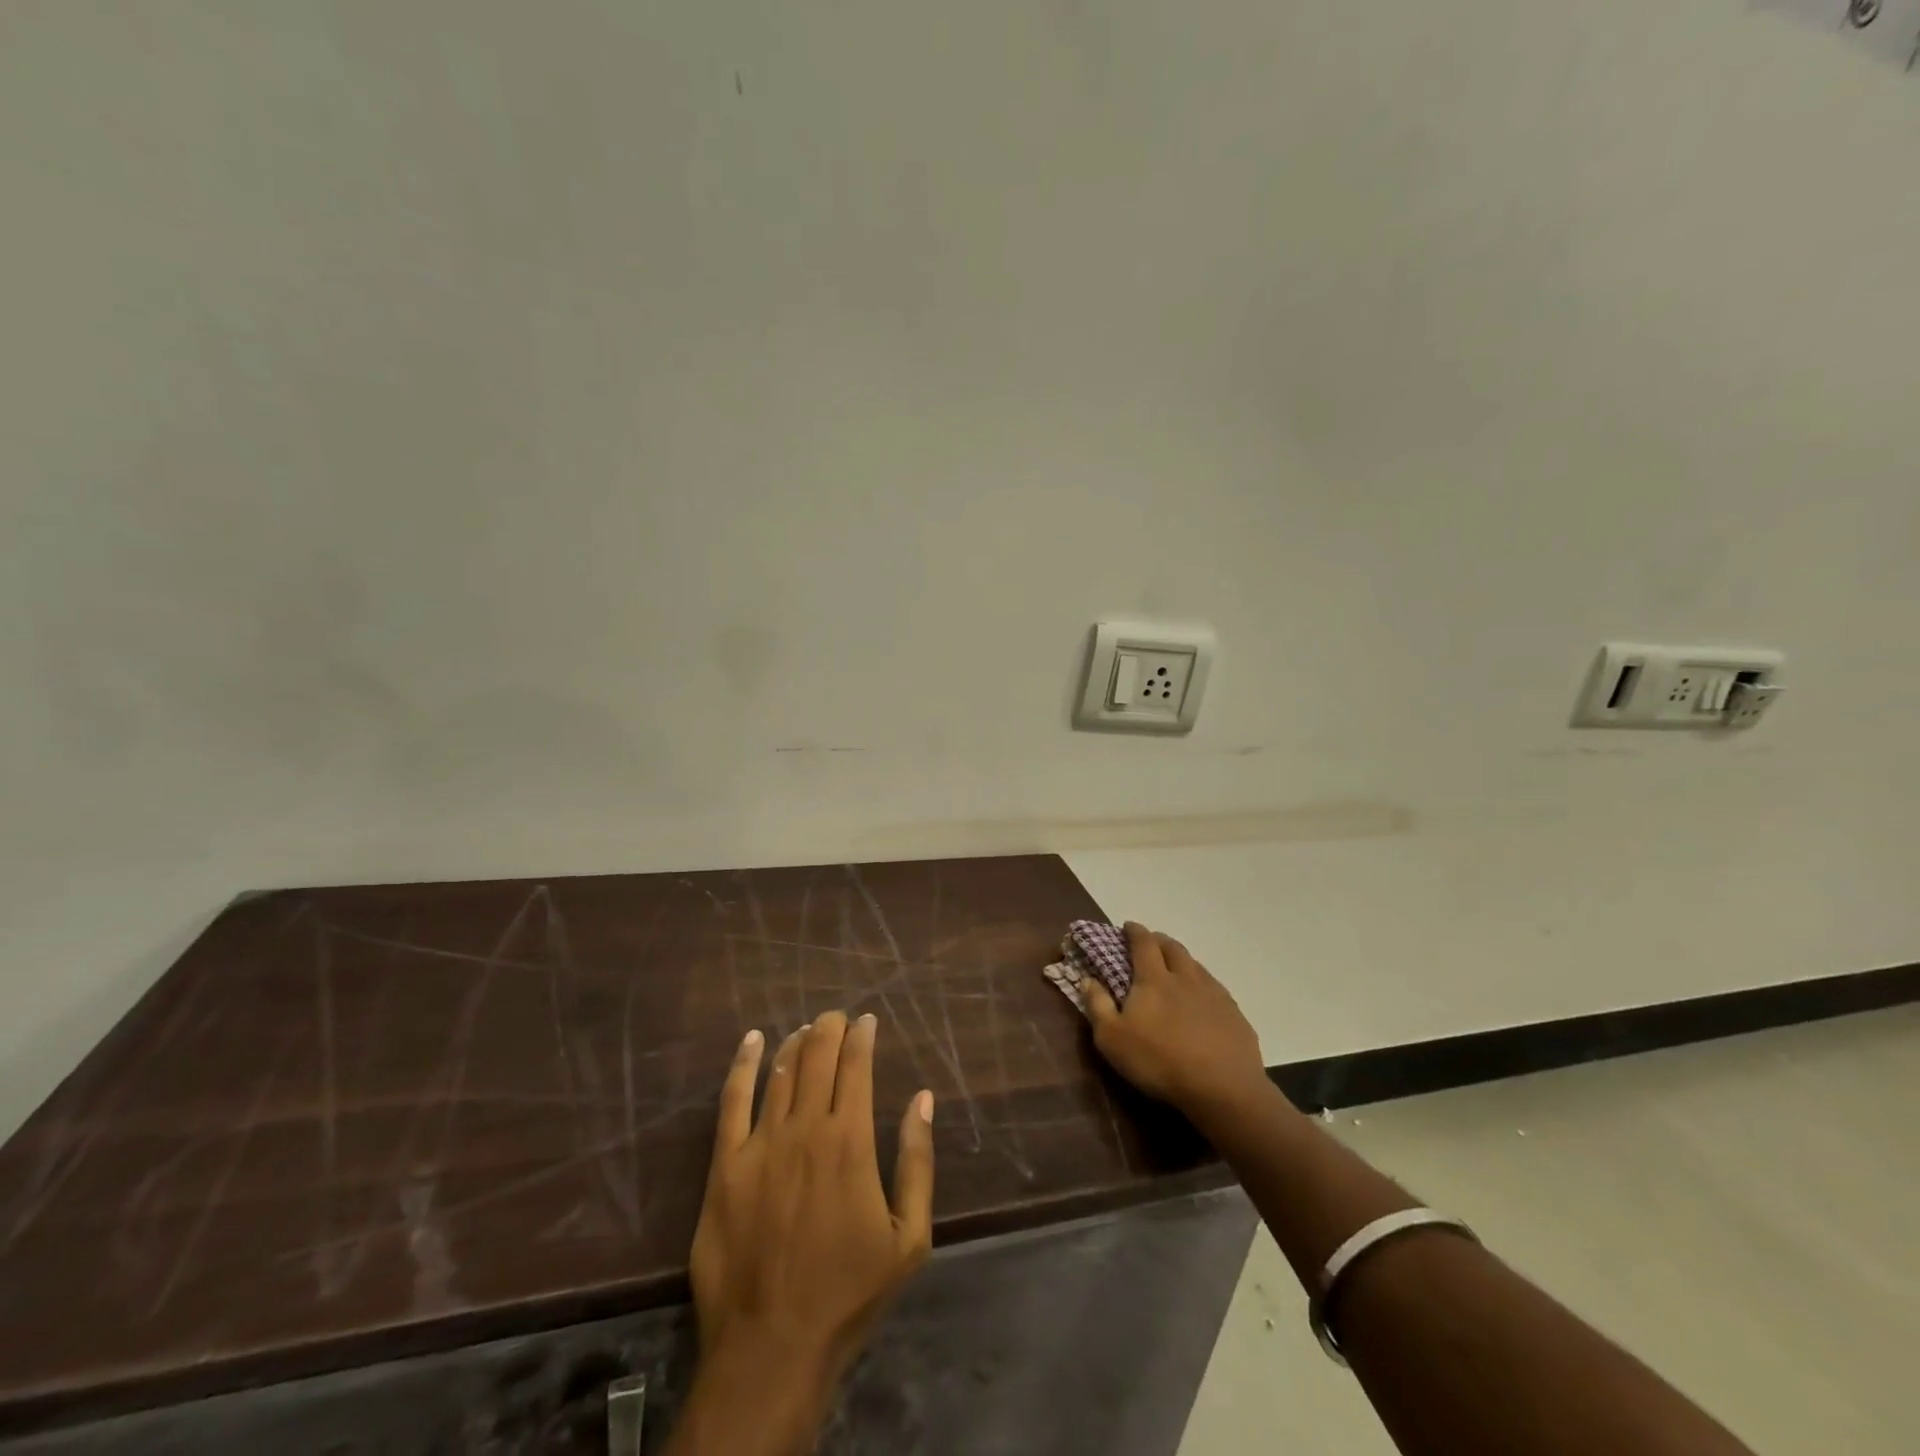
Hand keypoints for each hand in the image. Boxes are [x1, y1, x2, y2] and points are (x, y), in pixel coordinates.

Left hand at [690, 1011, 934, 1393]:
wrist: (771, 1347)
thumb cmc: (848, 1293)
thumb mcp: (909, 1237)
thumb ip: (918, 1162)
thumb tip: (923, 1099)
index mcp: (851, 1142)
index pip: (857, 1067)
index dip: (862, 1037)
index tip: (867, 1021)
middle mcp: (806, 1129)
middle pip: (818, 1058)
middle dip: (830, 1028)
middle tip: (837, 1016)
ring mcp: (760, 1145)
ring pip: (781, 1072)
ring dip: (797, 1043)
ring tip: (807, 1029)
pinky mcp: (724, 1166)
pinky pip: (732, 1100)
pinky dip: (744, 1064)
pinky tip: (753, 1041)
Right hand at [1082, 924, 1268, 1120]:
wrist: (1223, 1088)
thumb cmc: (1159, 1061)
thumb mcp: (1112, 1039)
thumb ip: (1097, 1005)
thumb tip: (1087, 979)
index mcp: (1154, 979)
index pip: (1143, 943)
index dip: (1135, 931)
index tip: (1128, 926)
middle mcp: (1186, 977)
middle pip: (1173, 948)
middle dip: (1159, 940)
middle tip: (1151, 943)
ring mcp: (1214, 994)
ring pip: (1197, 966)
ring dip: (1183, 961)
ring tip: (1176, 969)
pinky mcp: (1235, 1015)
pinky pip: (1216, 989)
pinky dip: (1203, 986)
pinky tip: (1203, 1002)